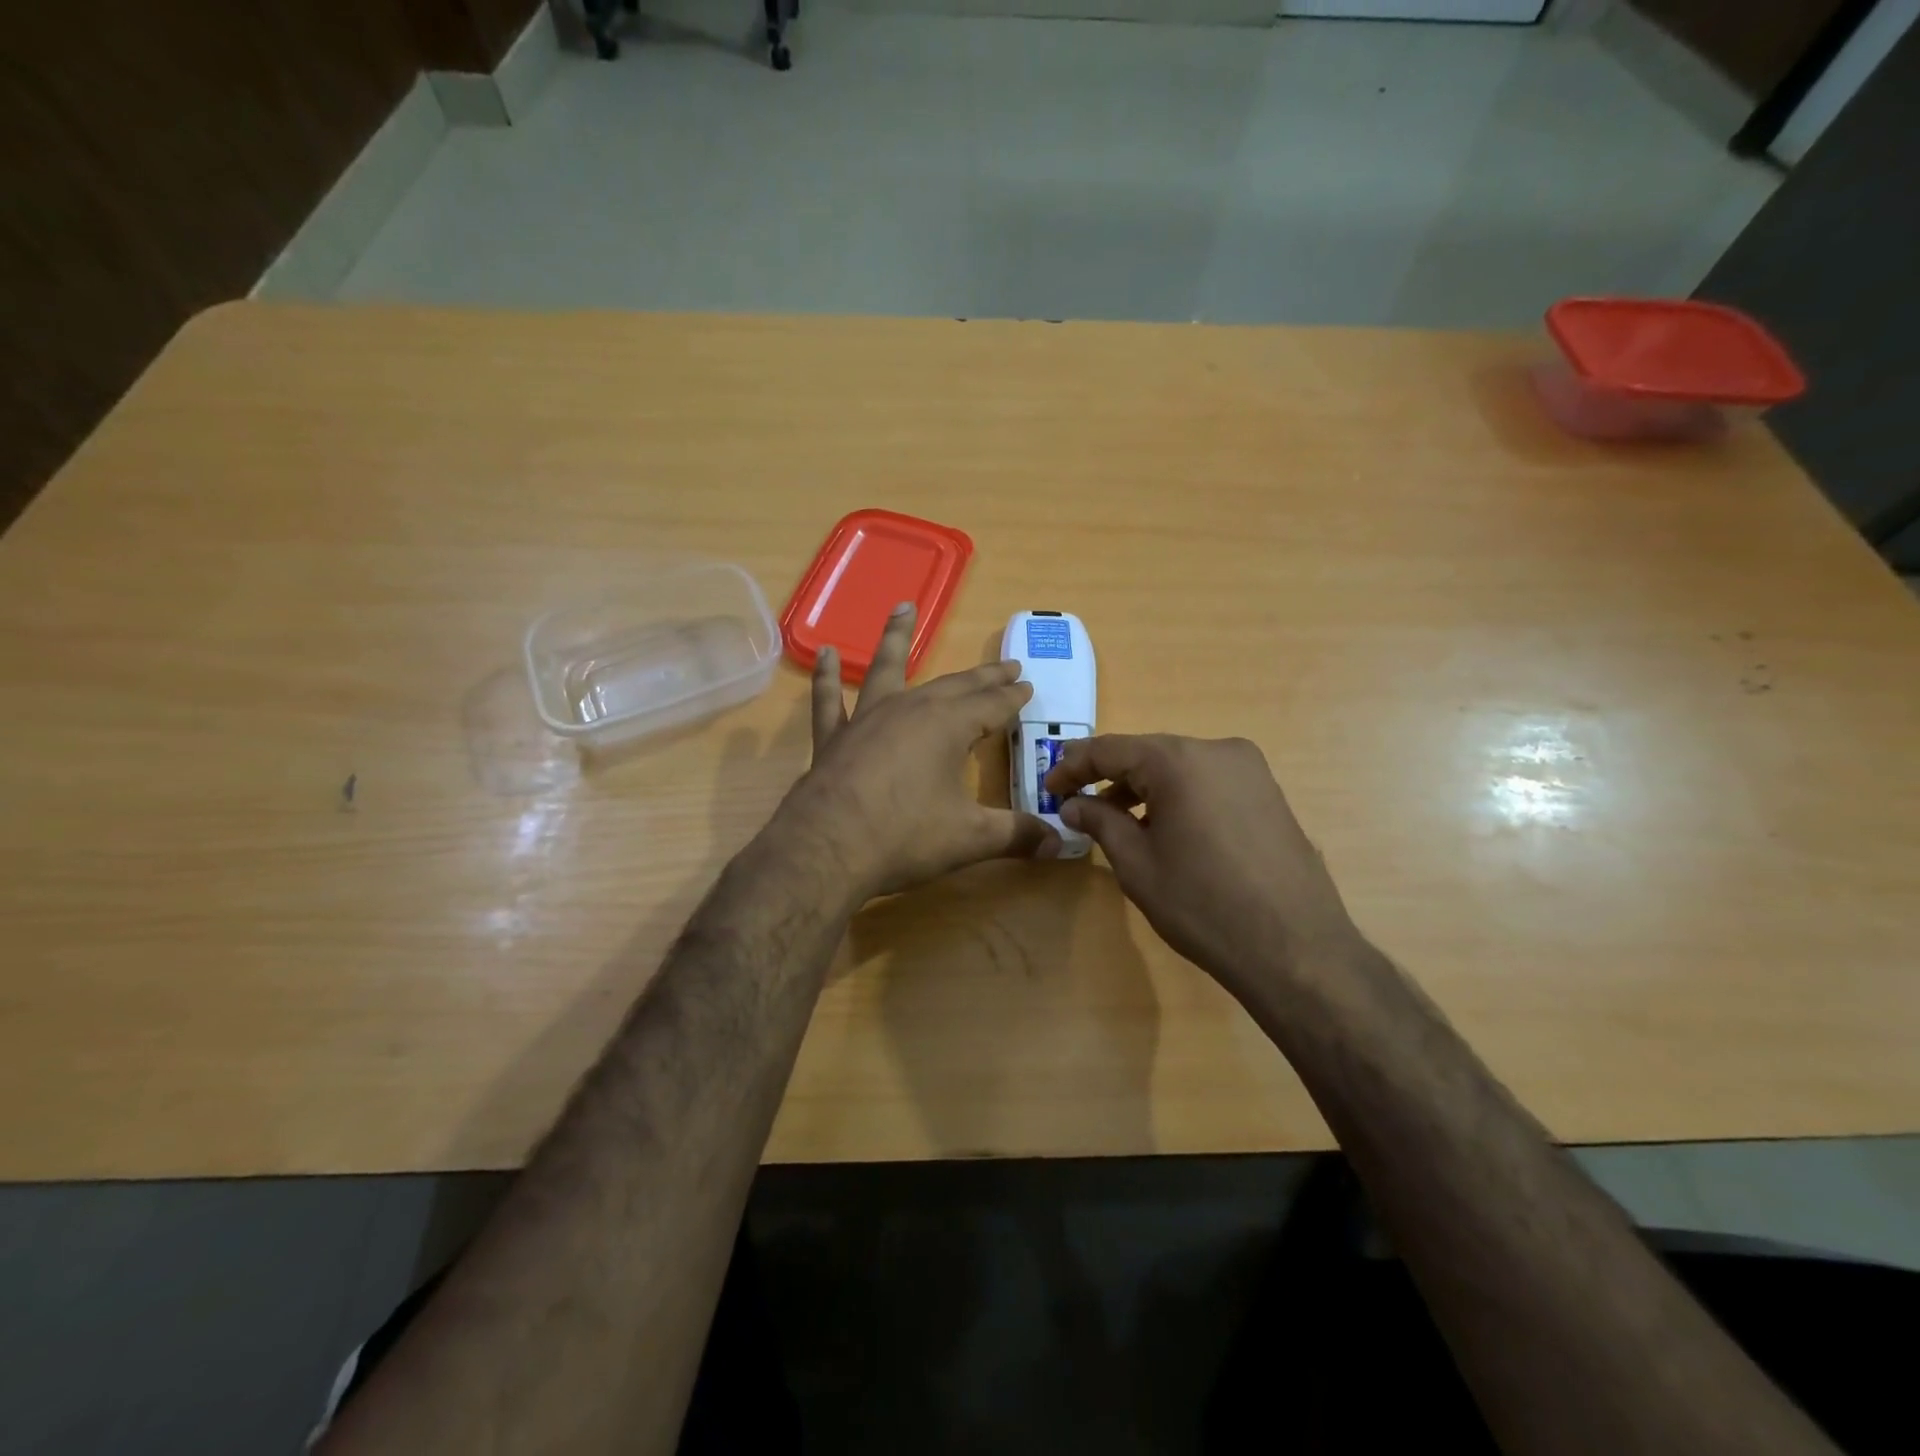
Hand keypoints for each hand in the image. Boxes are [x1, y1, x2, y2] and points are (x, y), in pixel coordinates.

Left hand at [778, 603, 1060, 900]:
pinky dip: (827, 677)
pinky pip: (829, 699)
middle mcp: (910, 709)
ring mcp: (867, 719)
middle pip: (954, 685)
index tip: (1028, 686)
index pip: (992, 705)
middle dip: (983, 676)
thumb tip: (1060, 844)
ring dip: (897, 638)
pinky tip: (824, 653)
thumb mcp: (970, 838)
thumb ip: (1017, 836)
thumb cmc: (905, 837)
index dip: (1012, 697)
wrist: (828, 849)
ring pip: (886, 669)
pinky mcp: (833, 737)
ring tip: (903, 607)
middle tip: (1006, 665)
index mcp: (948, 726)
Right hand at [1044, 734, 1362, 992]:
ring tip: (1117, 822)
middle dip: (1108, 777)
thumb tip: (1073, 804)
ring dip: (1143, 788)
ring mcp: (1250, 770)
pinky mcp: (1269, 793)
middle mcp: (1217, 750)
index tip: (1048, 788)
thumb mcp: (1137, 864)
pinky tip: (1165, 828)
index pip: (1110, 749)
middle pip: (1147, 754)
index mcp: (1179, 760)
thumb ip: (1100, 822)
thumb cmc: (1202, 904)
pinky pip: (1208, 782)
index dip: (1072, 766)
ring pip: (1179, 767)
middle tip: (1077, 803)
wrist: (1295, 949)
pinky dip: (1178, 796)